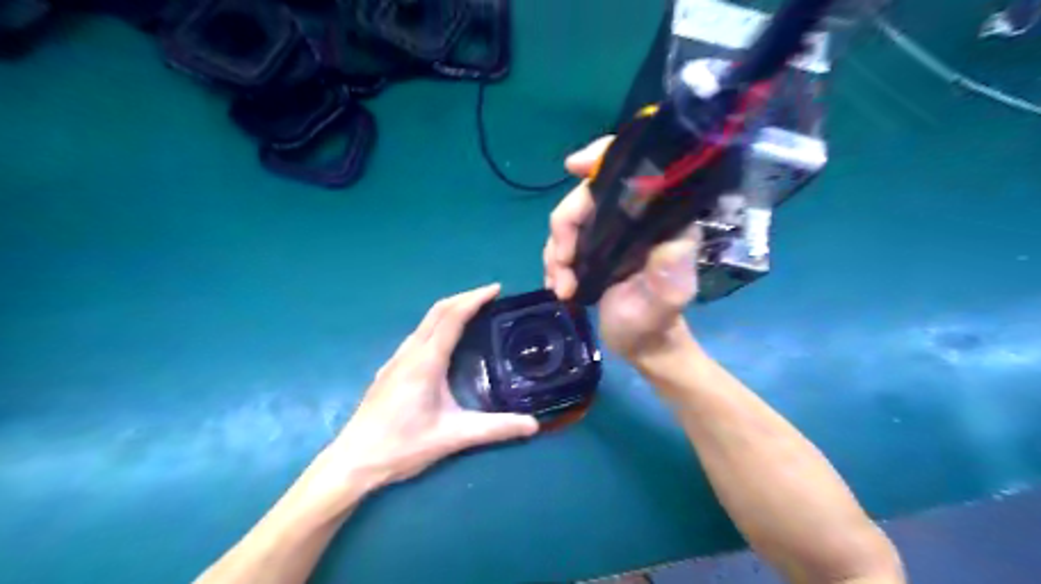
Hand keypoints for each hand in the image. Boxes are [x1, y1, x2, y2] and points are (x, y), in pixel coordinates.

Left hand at [327, 282, 540, 488]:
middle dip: (464, 297)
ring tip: (474, 313)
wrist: (353, 461)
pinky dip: (438, 325)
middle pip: (437, 312)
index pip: (452, 317)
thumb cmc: (402, 446)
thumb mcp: (453, 437)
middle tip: (491, 296)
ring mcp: (396, 360)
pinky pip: (418, 335)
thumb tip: (533, 425)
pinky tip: (446, 342)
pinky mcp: (391, 369)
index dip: (475, 299)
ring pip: (425, 322)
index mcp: (426, 361)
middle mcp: (410, 353)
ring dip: (450, 310)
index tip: (497, 289)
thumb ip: (495, 429)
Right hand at [545, 136, 697, 358]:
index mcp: (659, 220)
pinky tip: (558, 286)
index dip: (603, 157)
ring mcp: (611, 232)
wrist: (640, 345)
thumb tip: (670, 241)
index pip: (635, 170)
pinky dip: (554, 262)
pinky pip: (563, 241)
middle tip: (563, 265)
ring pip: (569, 221)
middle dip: (566, 228)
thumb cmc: (655, 322)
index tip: (573, 167)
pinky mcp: (594, 248)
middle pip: (587, 196)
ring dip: (556, 252)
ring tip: (562, 287)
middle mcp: (635, 218)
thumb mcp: (666, 301)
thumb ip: (669, 272)